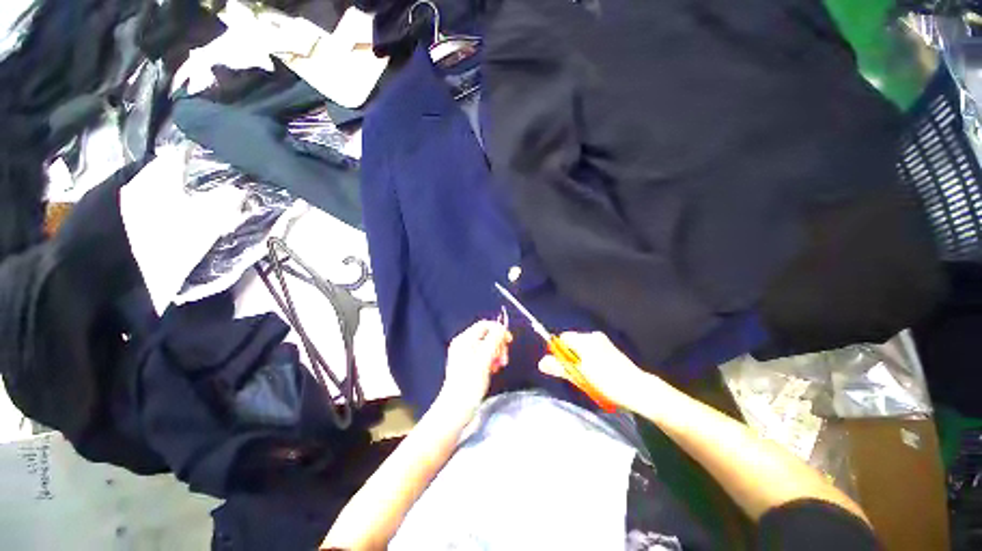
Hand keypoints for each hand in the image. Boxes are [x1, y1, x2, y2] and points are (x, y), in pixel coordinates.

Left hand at [437, 320, 512, 412]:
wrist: (456, 409)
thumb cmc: (469, 383)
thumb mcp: (484, 359)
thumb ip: (494, 340)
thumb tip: (502, 329)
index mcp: (464, 339)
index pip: (485, 325)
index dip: (499, 330)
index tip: (509, 341)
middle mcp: (464, 344)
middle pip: (487, 335)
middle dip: (498, 344)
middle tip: (504, 359)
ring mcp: (466, 355)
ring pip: (487, 346)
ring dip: (497, 353)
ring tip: (500, 366)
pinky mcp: (469, 366)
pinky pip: (484, 356)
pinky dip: (491, 360)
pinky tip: (494, 370)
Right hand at [538, 331, 649, 409]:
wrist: (639, 390)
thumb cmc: (608, 382)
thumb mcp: (580, 376)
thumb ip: (560, 367)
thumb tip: (542, 363)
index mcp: (585, 339)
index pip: (562, 338)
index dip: (559, 352)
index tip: (564, 367)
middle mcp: (594, 336)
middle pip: (572, 343)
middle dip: (570, 358)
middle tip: (577, 375)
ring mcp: (603, 342)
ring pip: (582, 349)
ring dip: (580, 361)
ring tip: (589, 378)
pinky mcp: (610, 350)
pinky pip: (592, 352)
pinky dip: (590, 361)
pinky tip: (598, 376)